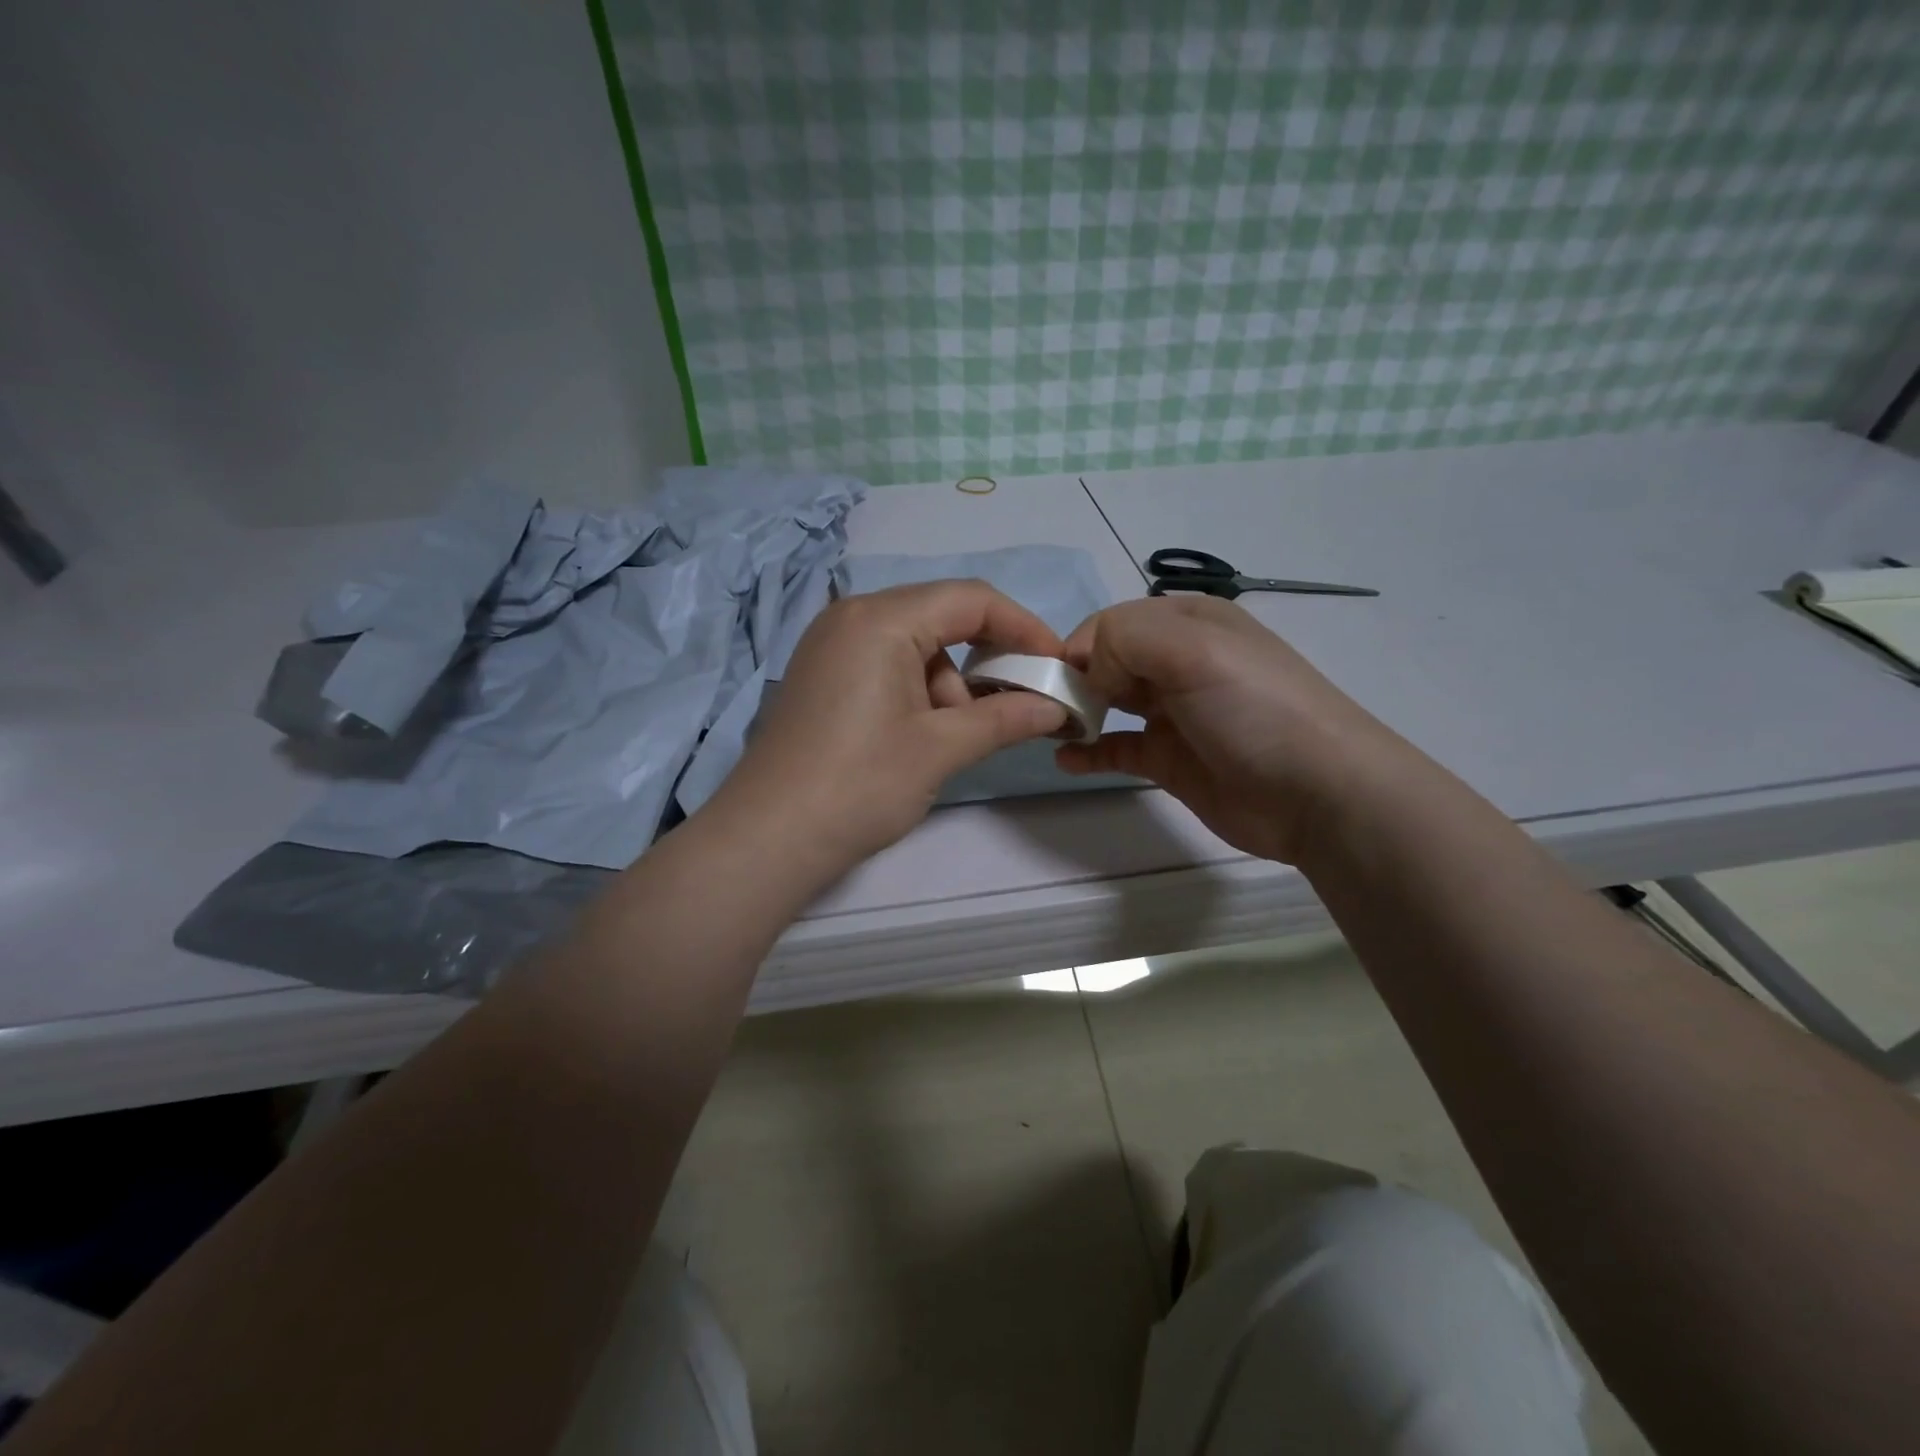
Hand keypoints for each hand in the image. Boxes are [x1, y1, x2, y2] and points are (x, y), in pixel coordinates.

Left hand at [712, 580, 1070, 877]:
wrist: (770, 837)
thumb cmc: (861, 785)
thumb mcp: (940, 748)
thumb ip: (1005, 718)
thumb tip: (1056, 708)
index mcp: (881, 618)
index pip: (970, 599)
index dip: (1022, 626)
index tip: (1055, 664)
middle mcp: (851, 616)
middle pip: (941, 618)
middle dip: (984, 660)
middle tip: (1013, 705)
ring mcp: (830, 645)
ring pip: (915, 645)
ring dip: (948, 685)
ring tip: (951, 740)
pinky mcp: (821, 675)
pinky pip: (886, 663)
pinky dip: (916, 691)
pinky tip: (919, 736)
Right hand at [1055, 596, 1419, 864]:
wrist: (1319, 793)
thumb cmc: (1254, 708)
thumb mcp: (1192, 649)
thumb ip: (1124, 640)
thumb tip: (1090, 674)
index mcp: (1187, 622)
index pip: (1110, 623)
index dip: (1077, 648)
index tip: (1053, 682)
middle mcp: (1178, 662)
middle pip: (1105, 661)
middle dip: (1070, 680)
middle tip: (1043, 710)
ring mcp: (1174, 713)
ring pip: (1108, 703)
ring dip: (1076, 713)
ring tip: (1048, 731)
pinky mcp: (1170, 760)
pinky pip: (1117, 749)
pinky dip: (1089, 753)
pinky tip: (1066, 760)